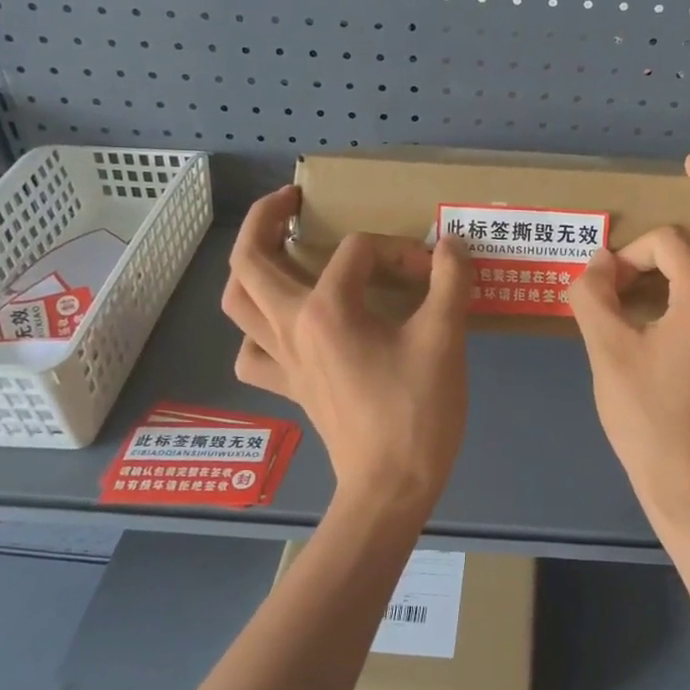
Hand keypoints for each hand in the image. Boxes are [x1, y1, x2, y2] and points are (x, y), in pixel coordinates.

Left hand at [222, 186, 471, 511]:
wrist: (391, 488)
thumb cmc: (417, 412)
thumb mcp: (444, 340)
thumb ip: (449, 282)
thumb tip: (451, 245)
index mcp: (328, 310)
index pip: (358, 251)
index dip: (399, 251)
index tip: (433, 272)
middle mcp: (292, 327)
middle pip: (250, 260)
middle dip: (264, 219)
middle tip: (291, 201)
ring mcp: (283, 360)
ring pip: (237, 304)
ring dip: (248, 269)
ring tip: (274, 251)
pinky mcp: (289, 387)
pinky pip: (253, 352)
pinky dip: (258, 332)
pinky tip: (281, 327)